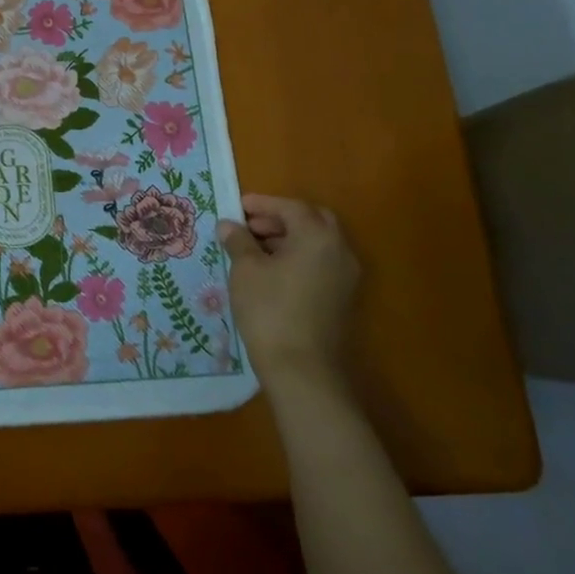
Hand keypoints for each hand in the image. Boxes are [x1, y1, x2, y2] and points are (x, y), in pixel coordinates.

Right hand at [218, 194, 361, 395]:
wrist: (302, 369)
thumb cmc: (270, 310)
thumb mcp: (245, 270)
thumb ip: (238, 241)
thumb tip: (229, 225)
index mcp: (318, 237)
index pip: (291, 207)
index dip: (262, 204)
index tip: (237, 207)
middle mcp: (340, 250)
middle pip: (311, 221)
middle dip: (279, 218)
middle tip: (249, 225)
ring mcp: (346, 276)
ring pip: (317, 243)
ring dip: (288, 238)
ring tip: (254, 249)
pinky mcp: (342, 298)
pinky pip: (320, 264)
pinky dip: (298, 258)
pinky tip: (271, 272)